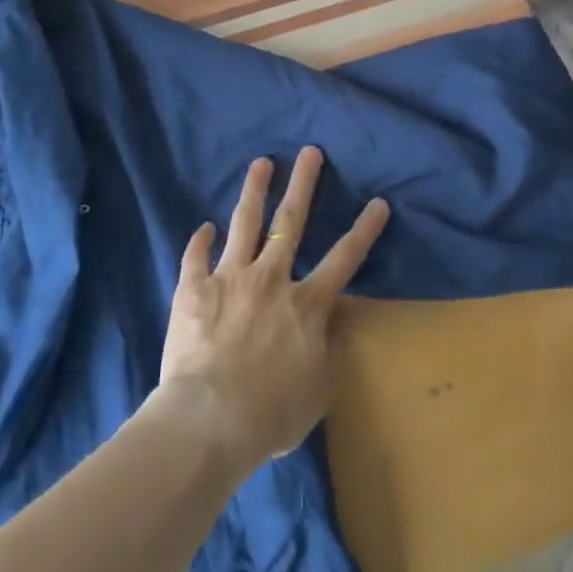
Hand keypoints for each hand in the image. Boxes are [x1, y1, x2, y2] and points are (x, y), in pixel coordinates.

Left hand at [159, 147, 388, 472]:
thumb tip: (337, 317)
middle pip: (291, 222)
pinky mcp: (194, 289)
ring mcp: (230, 278)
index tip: (378, 201)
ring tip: (261, 162)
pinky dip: (200, 240)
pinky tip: (203, 226)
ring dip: (255, 190)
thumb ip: (330, 347)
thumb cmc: (271, 413)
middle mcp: (271, 279)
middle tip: (309, 151)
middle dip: (304, 183)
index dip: (364, 229)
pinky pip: (196, 256)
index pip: (344, 258)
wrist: (210, 420)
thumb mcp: (319, 389)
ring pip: (244, 223)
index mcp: (306, 303)